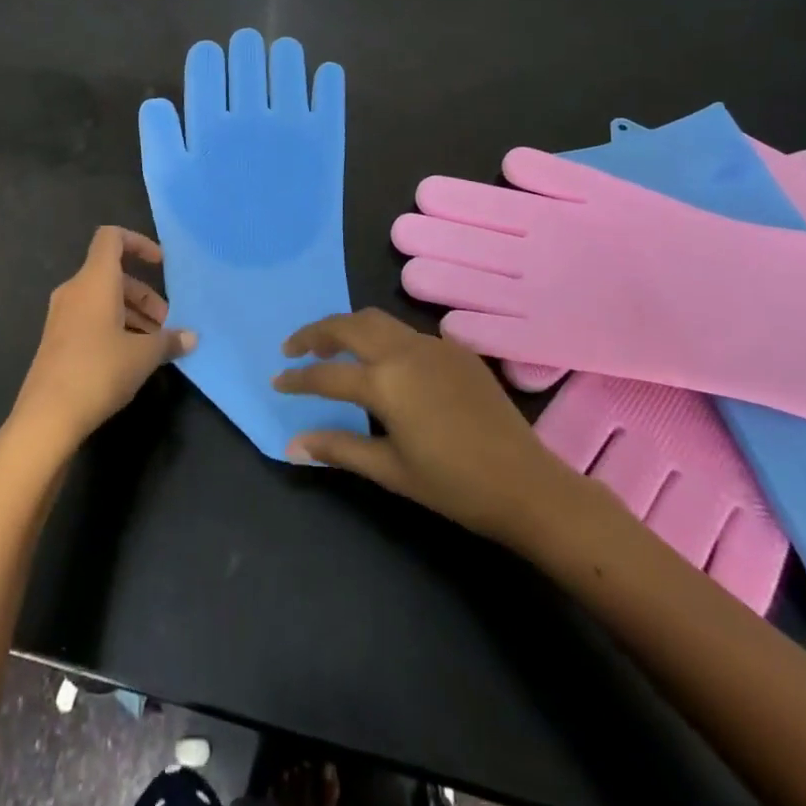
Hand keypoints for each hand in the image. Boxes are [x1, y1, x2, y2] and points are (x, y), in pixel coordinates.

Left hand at [2, 227, 193, 464]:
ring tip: (154, 344)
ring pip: (102, 299)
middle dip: (143, 293)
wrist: (47, 416)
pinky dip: (113, 326)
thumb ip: (168, 340)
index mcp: (94, 281)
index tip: (160, 264)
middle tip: (166, 322)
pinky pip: (90, 318)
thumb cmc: (99, 371)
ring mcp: (61, 315)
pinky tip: (131, 357)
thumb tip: (191, 337)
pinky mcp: (56, 339)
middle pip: (112, 274)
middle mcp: (75, 290)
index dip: (138, 243)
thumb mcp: (143, 356)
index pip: (111, 238)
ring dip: (131, 313)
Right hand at [273, 309, 587, 547]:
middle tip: (294, 348)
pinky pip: (406, 332)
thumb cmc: (454, 485)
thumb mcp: (390, 470)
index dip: (298, 378)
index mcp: (385, 382)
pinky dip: (381, 337)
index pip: (327, 374)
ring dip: (347, 328)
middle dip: (316, 333)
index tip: (278, 380)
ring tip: (331, 347)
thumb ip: (338, 448)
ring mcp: (433, 345)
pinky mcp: (455, 350)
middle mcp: (404, 351)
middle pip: (348, 325)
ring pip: (377, 320)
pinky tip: (383, 362)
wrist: (527, 485)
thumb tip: (290, 446)